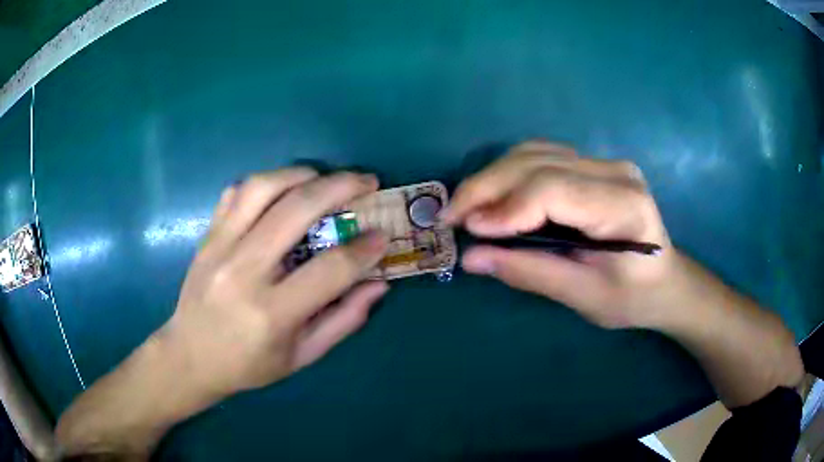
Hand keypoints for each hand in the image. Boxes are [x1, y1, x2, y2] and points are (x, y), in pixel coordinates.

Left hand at [159, 168, 389, 399]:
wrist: (190, 356)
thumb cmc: (248, 364)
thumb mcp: (302, 356)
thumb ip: (343, 320)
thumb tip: (378, 283)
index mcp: (272, 312)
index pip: (330, 269)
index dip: (364, 249)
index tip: (382, 237)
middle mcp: (243, 271)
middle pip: (296, 210)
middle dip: (341, 187)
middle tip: (366, 182)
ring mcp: (219, 248)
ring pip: (262, 188)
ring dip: (301, 174)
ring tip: (325, 178)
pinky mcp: (207, 237)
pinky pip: (235, 193)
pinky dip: (264, 183)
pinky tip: (282, 190)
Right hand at [442, 141, 677, 328]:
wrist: (665, 281)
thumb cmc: (632, 297)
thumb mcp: (584, 297)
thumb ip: (530, 273)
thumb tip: (472, 257)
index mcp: (624, 206)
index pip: (554, 189)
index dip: (506, 207)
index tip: (469, 230)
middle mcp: (615, 172)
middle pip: (538, 163)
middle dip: (487, 187)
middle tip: (451, 216)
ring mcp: (604, 163)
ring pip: (534, 152)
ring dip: (494, 177)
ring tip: (469, 208)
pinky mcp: (593, 165)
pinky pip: (542, 157)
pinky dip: (510, 174)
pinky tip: (496, 197)